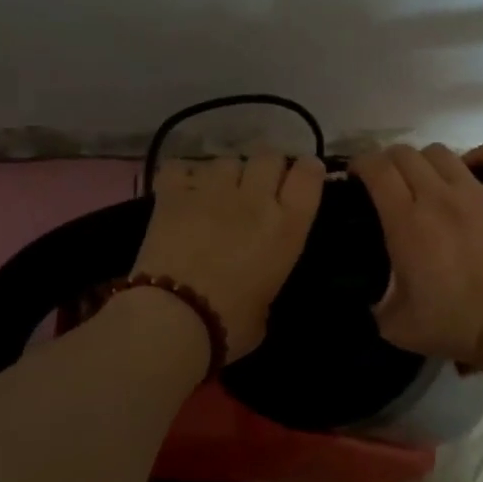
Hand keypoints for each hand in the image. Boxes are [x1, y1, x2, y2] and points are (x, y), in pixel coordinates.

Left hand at [132, 151, 325, 361]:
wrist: (174, 318)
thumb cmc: (230, 325)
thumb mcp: (267, 305)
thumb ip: (267, 277)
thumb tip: (255, 278)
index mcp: (286, 228)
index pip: (308, 176)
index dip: (308, 170)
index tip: (303, 175)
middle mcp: (254, 199)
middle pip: (269, 156)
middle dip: (266, 168)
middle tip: (257, 189)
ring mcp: (212, 192)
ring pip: (226, 160)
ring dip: (226, 175)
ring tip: (215, 194)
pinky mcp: (173, 194)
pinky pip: (180, 167)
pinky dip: (183, 177)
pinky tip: (181, 192)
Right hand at [350, 143, 482, 367]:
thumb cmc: (453, 325)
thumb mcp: (393, 324)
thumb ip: (373, 301)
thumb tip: (366, 291)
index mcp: (406, 222)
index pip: (376, 169)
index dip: (360, 164)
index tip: (355, 177)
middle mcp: (438, 196)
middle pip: (405, 154)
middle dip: (387, 161)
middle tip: (386, 182)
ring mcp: (477, 193)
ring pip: (442, 152)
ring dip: (425, 161)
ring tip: (425, 180)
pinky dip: (482, 156)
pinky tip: (472, 169)